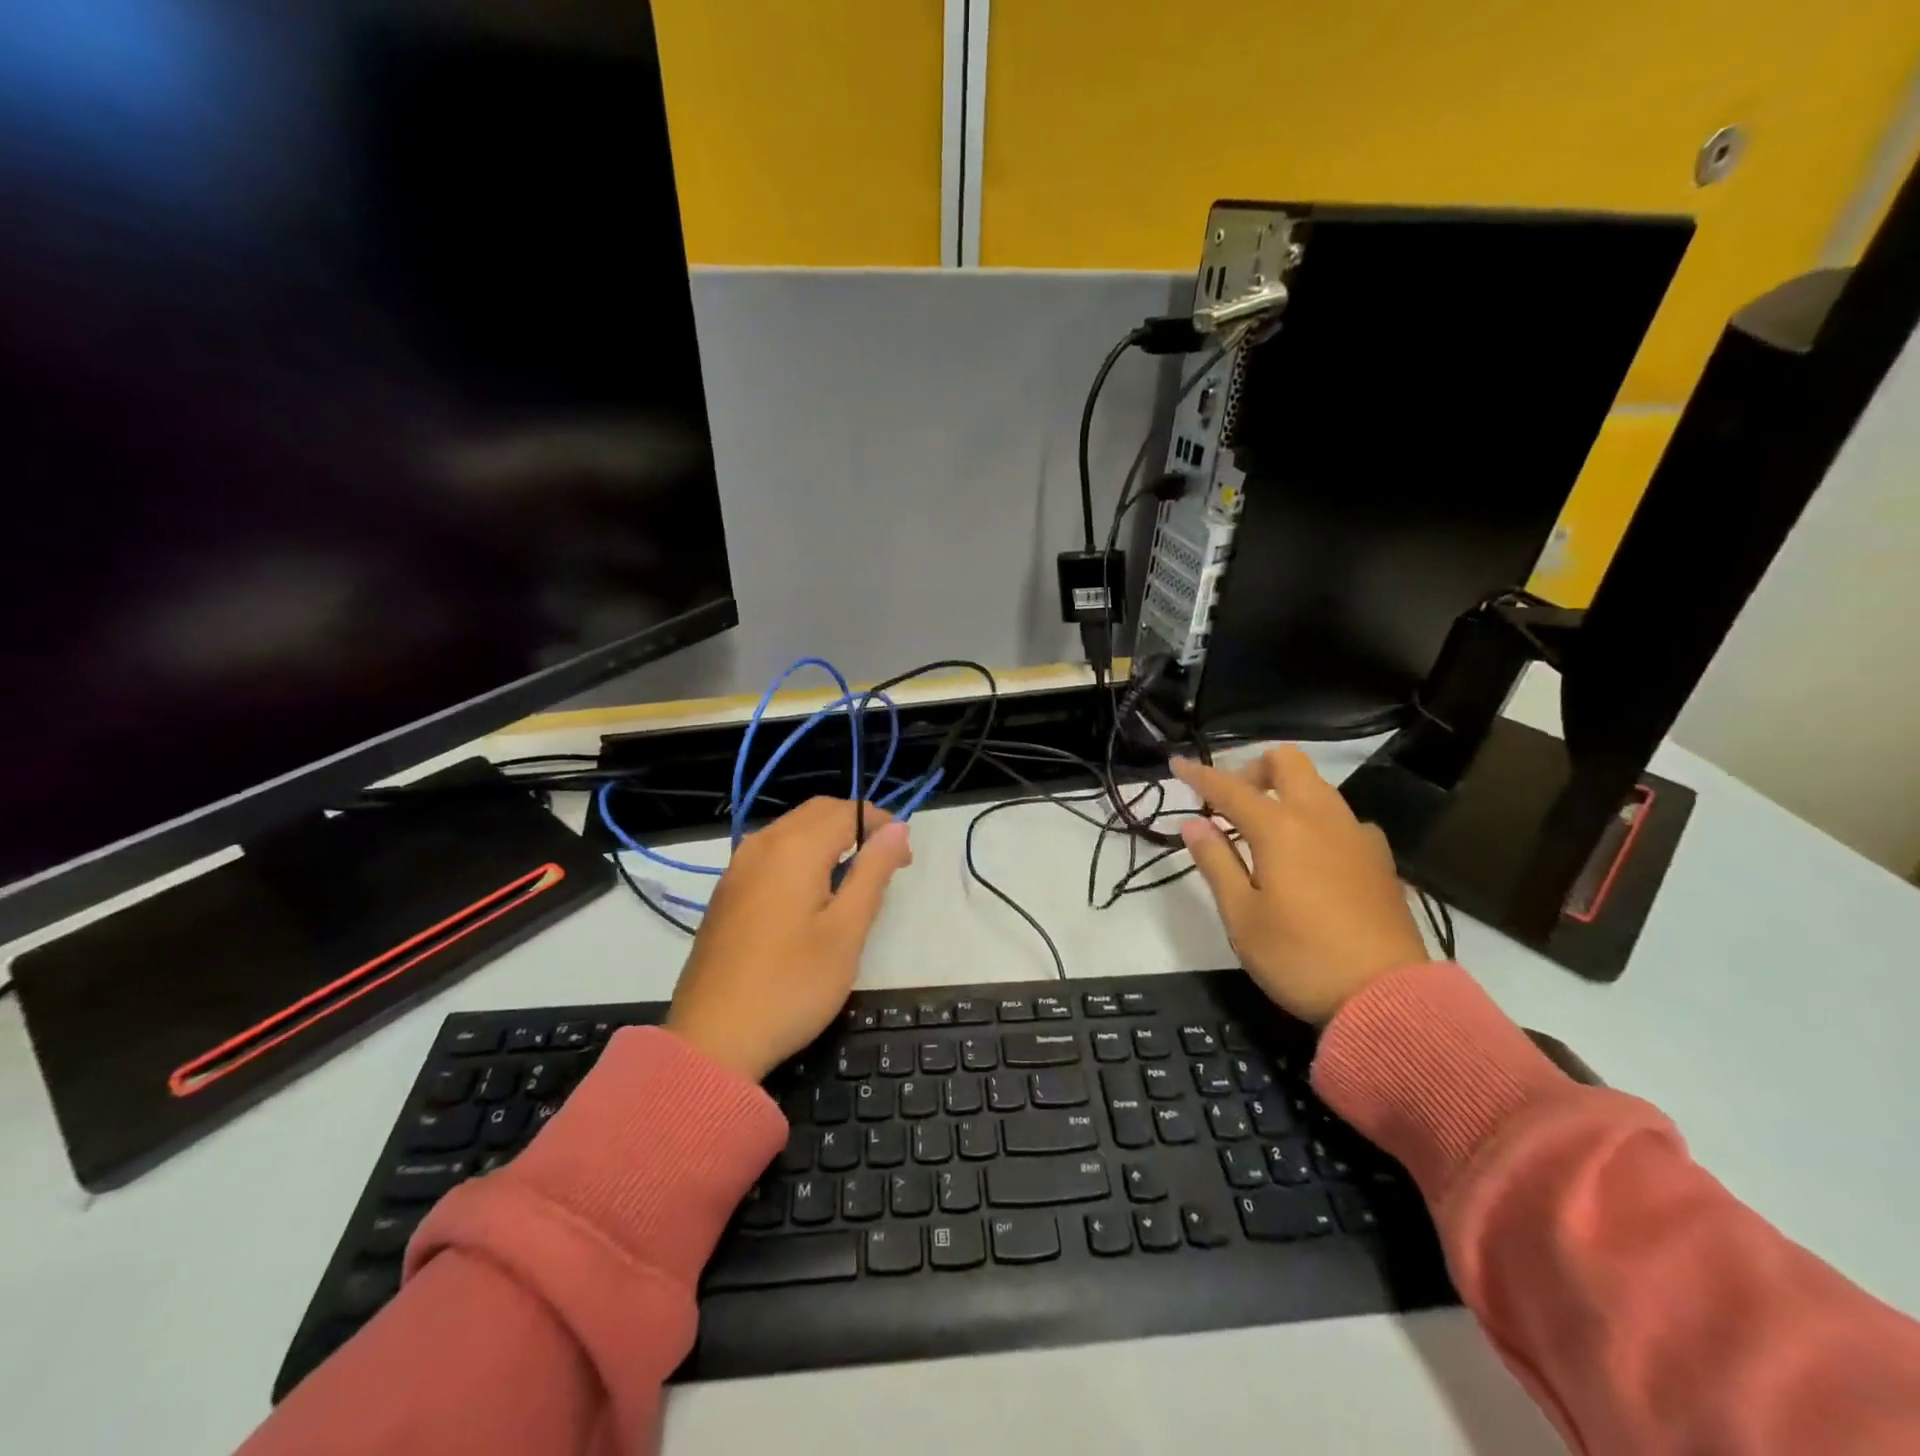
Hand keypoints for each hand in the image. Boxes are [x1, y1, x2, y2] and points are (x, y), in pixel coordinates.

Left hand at [665, 798, 912, 1080]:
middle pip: (817, 811)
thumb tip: (898, 827)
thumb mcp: (847, 931)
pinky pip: (772, 851)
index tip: (904, 858)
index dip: (882, 824)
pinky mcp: (726, 891)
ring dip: (828, 837)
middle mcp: (762, 844)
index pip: (847, 811)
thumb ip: (873, 872)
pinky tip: (812, 893)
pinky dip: (801, 854)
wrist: (712, 1040)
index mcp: (794, 848)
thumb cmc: (791, 986)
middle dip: (855, 825)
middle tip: (885, 864)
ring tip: (853, 879)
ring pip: (792, 828)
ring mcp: (738, 867)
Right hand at [1171, 748, 1431, 1024]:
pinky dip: (1315, 820)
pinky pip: (1341, 818)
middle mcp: (1321, 818)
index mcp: (1280, 828)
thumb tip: (1193, 824)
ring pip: (1317, 786)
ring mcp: (1357, 835)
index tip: (1177, 764)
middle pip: (1287, 762)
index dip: (1199, 774)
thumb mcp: (1241, 916)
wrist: (1389, 998)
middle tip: (1231, 803)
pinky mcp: (1380, 858)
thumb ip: (1215, 862)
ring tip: (1264, 831)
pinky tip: (1309, 857)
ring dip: (1285, 792)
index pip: (1230, 788)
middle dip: (1252, 769)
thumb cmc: (1300, 957)